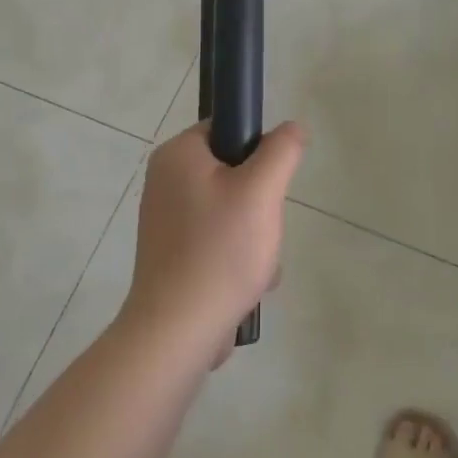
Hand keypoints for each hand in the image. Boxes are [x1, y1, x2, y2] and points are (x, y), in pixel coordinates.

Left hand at [124, 120, 307, 353]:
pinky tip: (247, 283)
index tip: (270, 183)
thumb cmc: (220, 251)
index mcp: (177, 155)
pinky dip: (237, 256)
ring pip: (230, 210)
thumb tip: (292, 128)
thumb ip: (281, 151)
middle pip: (232, 172)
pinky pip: (217, 240)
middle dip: (259, 202)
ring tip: (257, 262)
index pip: (226, 128)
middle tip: (263, 227)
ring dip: (255, 234)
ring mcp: (166, 220)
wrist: (177, 330)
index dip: (257, 149)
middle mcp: (164, 181)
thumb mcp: (261, 191)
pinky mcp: (172, 254)